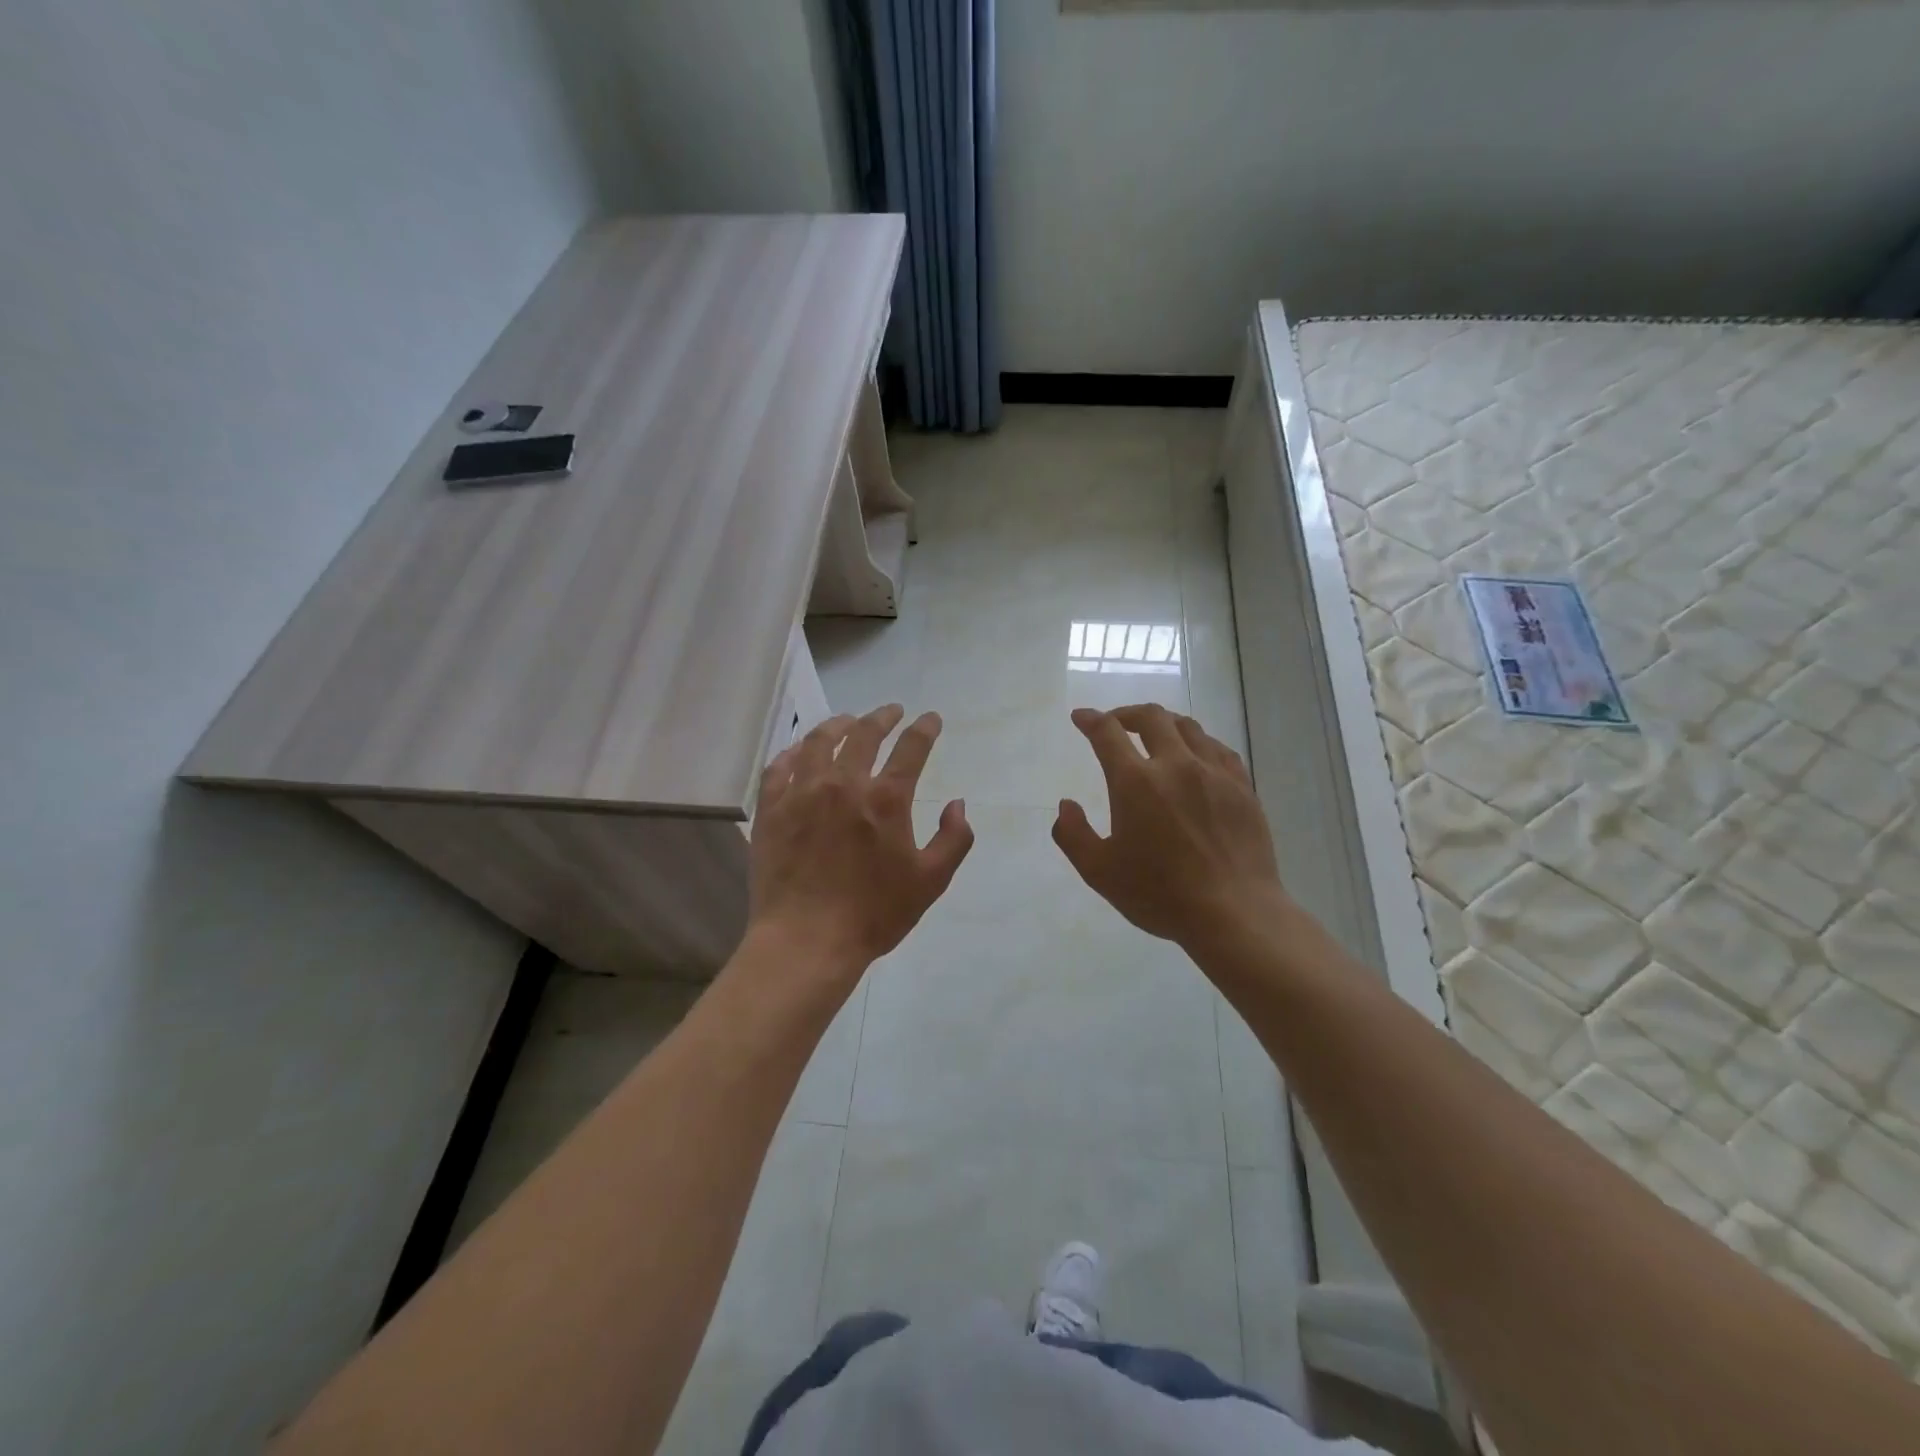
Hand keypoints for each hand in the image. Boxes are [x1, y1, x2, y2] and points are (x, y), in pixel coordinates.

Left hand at [748, 705, 973, 975]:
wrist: (806, 940)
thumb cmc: (874, 913)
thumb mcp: (931, 881)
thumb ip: (953, 838)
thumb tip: (958, 804)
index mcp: (886, 799)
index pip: (911, 748)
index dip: (925, 728)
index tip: (931, 719)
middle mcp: (843, 784)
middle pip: (864, 734)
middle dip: (883, 717)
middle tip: (892, 711)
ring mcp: (802, 793)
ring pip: (819, 742)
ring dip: (838, 725)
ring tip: (848, 721)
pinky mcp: (772, 809)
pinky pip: (780, 767)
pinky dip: (794, 752)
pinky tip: (800, 751)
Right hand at [1052, 705, 1291, 954]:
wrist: (1234, 912)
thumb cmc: (1160, 894)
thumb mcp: (1099, 872)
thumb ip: (1073, 835)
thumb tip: (1066, 805)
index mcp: (1136, 782)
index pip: (1108, 733)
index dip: (1090, 720)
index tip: (1081, 717)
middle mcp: (1175, 765)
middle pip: (1152, 717)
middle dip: (1127, 714)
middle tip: (1116, 723)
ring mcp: (1214, 773)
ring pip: (1188, 727)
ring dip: (1164, 724)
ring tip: (1155, 736)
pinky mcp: (1242, 787)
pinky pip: (1218, 748)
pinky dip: (1199, 743)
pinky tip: (1196, 756)